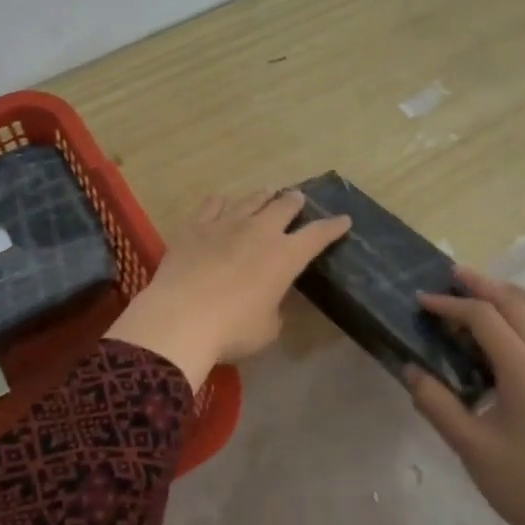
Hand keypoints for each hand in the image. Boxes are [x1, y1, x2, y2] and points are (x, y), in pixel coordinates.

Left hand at [105, 190, 351, 388]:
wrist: (180, 318)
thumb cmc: (232, 330)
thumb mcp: (268, 328)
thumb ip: (274, 309)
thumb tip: (269, 301)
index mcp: (285, 256)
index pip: (318, 235)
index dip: (333, 227)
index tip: (343, 220)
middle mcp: (260, 231)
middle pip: (284, 206)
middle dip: (295, 202)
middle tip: (298, 199)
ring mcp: (226, 224)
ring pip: (251, 199)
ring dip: (263, 196)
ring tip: (268, 194)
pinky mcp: (196, 226)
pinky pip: (213, 204)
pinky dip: (223, 202)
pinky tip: (223, 203)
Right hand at [406, 266, 524, 524]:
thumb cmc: (522, 485)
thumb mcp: (469, 446)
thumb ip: (436, 402)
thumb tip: (411, 369)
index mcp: (524, 371)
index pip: (484, 318)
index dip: (450, 305)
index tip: (422, 301)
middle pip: (515, 303)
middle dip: (481, 285)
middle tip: (450, 276)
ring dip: (510, 295)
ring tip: (482, 296)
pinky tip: (508, 331)